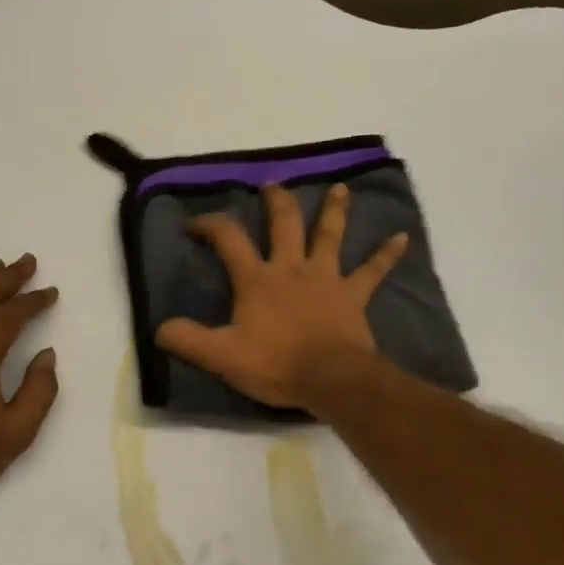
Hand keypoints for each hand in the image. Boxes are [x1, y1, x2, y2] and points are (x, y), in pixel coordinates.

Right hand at [155, 183, 407, 410]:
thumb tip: (160, 328)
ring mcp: (326, 279)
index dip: (211, 225)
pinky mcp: (353, 296)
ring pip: (330, 235)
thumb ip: (189, 340)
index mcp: (257, 279)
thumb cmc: (276, 364)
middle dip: (276, 202)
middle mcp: (292, 268)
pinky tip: (403, 237)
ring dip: (334, 210)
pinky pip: (373, 271)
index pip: (229, 239)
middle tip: (272, 185)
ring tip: (340, 188)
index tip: (196, 224)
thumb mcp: (222, 356)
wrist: (330, 379)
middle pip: (284, 223)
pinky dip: (387, 254)